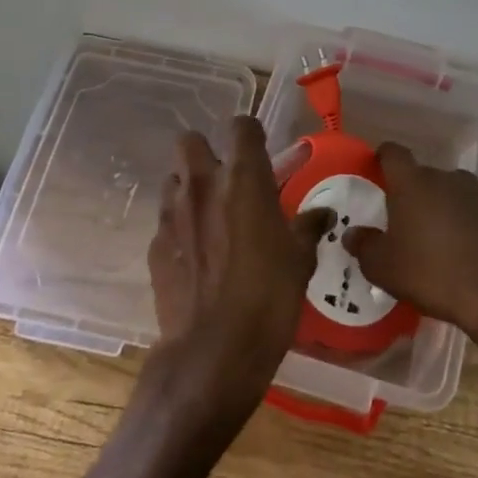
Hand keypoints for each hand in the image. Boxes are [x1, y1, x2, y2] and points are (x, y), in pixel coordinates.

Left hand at [145, 117, 333, 436]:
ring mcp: (172, 214)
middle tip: (228, 180)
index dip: (251, 134)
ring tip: (209, 216)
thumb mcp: (300, 261)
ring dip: (189, 188)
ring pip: (173, 179)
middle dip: (206, 152)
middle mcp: (202, 186)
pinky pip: (166, 220)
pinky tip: (195, 254)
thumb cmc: (269, 298)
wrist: (214, 351)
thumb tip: (323, 214)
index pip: (241, 126)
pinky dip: (179, 227)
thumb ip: (308, 228)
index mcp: (244, 180)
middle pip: (190, 141)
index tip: (261, 153)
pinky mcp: (154, 244)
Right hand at [345, 143, 477, 355]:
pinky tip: (465, 243)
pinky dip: (469, 222)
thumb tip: (353, 234)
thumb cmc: (428, 271)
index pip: (393, 153)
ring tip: (434, 233)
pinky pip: (477, 212)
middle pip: (423, 175)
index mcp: (411, 182)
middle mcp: (444, 178)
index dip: (383, 158)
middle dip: (412, 191)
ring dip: (442, 205)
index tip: (376, 169)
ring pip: (451, 191)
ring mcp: (476, 195)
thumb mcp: (382, 266)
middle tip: (402, 217)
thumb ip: (364, 245)